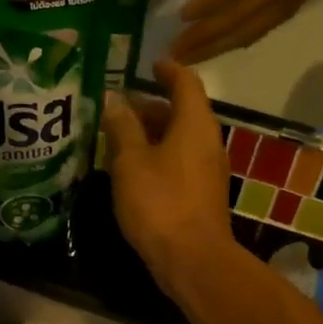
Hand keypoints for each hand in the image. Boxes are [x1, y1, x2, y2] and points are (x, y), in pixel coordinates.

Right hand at [102, 60, 235, 295]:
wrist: (192, 259)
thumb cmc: (160, 202)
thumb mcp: (131, 161)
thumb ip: (122, 127)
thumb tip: (114, 97)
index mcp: (194, 124)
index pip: (186, 83)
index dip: (167, 70)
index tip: (149, 64)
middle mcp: (207, 141)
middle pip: (182, 111)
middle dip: (151, 105)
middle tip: (119, 106)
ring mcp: (207, 169)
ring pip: (179, 139)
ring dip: (152, 133)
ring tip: (117, 137)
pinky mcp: (201, 194)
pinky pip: (179, 161)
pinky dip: (157, 155)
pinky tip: (131, 169)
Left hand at [172, 0, 322, 63]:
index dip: (208, 3)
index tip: (181, 16)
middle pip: (236, 17)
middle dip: (203, 37)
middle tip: (174, 52)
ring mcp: (283, 6)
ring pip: (243, 33)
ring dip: (212, 50)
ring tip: (185, 61)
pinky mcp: (285, 17)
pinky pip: (254, 35)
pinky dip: (230, 46)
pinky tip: (210, 55)